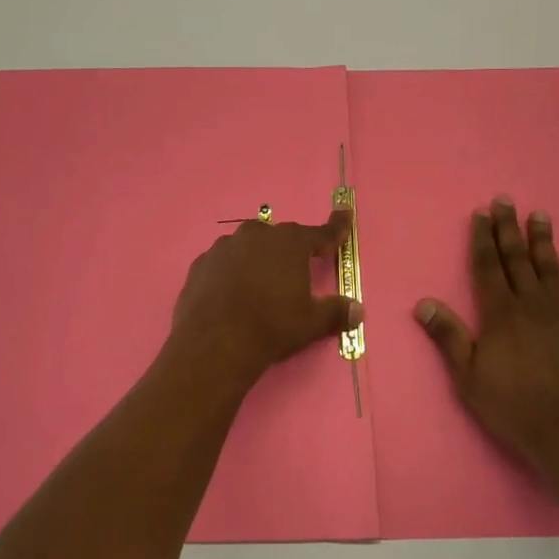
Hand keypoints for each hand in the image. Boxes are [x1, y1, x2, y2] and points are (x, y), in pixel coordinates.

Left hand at [171, 210, 361, 379]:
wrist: (214, 344)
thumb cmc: (271, 327)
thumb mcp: (311, 323)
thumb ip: (336, 312)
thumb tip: (358, 311)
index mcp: (289, 243)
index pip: (321, 233)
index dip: (336, 228)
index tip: (345, 215)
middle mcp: (256, 235)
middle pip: (280, 238)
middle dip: (289, 251)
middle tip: (294, 273)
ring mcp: (224, 247)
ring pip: (248, 247)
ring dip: (257, 260)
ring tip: (259, 288)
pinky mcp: (200, 264)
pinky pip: (223, 263)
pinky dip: (231, 273)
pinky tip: (231, 294)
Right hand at [415, 198, 558, 468]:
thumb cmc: (510, 405)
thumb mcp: (467, 375)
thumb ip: (448, 336)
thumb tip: (423, 303)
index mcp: (499, 314)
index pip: (488, 267)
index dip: (483, 239)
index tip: (482, 214)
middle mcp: (530, 305)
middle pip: (517, 259)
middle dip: (509, 228)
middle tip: (506, 200)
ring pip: (549, 268)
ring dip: (542, 240)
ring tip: (540, 215)